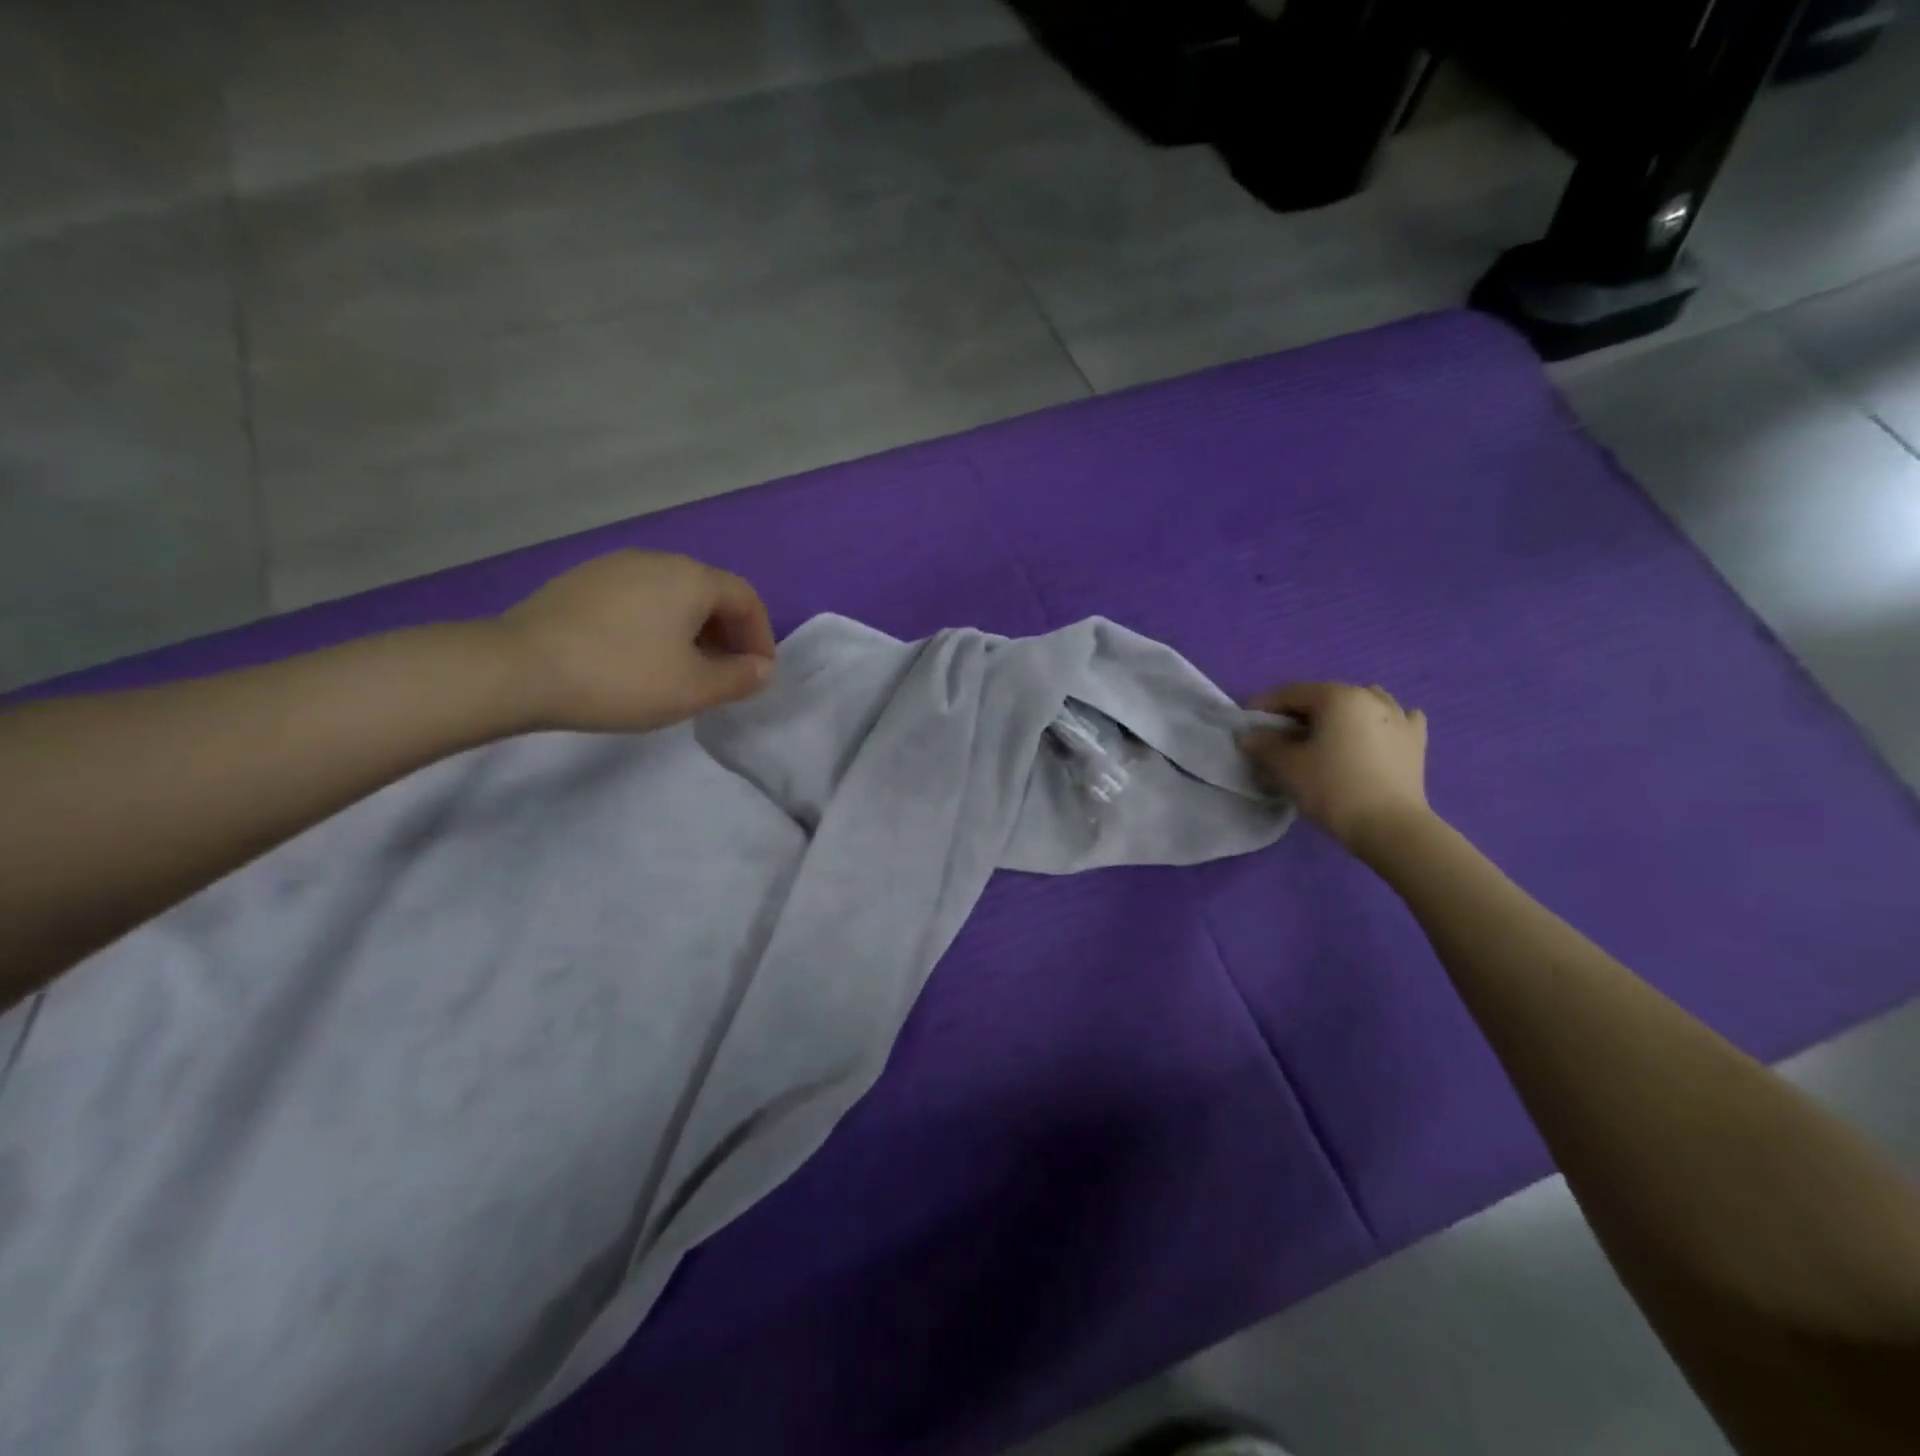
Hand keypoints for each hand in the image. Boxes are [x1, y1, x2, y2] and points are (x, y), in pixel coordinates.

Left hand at [493, 551, 776, 732]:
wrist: (518, 668)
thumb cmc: (622, 677)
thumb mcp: (694, 688)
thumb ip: (738, 678)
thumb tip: (762, 668)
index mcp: (691, 578)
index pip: (745, 598)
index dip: (761, 636)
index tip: (758, 674)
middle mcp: (656, 560)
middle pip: (709, 593)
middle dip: (727, 634)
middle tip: (724, 675)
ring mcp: (613, 567)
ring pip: (671, 596)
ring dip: (691, 631)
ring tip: (682, 670)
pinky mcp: (580, 582)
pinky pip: (637, 600)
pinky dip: (654, 625)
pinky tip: (637, 658)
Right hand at [1239, 682, 1430, 856]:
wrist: (1390, 827)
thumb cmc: (1333, 789)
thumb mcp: (1288, 767)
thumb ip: (1264, 745)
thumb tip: (1249, 736)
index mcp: (1337, 697)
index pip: (1291, 693)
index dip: (1265, 706)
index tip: (1249, 724)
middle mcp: (1370, 697)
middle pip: (1325, 697)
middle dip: (1300, 713)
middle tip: (1282, 737)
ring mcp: (1399, 717)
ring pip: (1361, 703)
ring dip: (1339, 714)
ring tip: (1327, 736)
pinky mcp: (1416, 740)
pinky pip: (1396, 719)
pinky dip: (1379, 723)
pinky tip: (1374, 735)